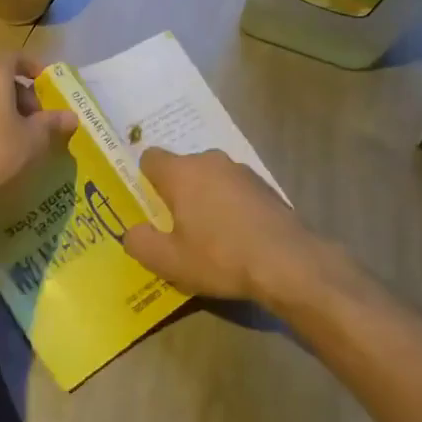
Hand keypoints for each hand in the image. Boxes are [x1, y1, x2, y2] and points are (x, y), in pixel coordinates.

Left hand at [0, 56, 77, 206]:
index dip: (34, 68)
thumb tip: (72, 116)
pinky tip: (3, 149)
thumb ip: (53, 123)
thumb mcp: (34, 138)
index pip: (16, 58)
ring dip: (9, 111)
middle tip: (40, 118)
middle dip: (25, 95)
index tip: (48, 85)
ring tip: (24, 137)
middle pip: (3, 79)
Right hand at [122, 148, 341, 306]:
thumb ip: (140, 243)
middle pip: (182, 169)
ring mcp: (241, 171)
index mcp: (181, 172)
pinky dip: (231, 207)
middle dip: (177, 193)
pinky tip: (238, 238)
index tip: (149, 207)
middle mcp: (210, 161)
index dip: (145, 180)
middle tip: (177, 228)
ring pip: (210, 179)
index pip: (150, 158)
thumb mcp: (169, 261)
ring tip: (210, 237)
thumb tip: (133, 232)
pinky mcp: (266, 186)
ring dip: (205, 199)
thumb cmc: (220, 258)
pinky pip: (235, 191)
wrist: (288, 263)